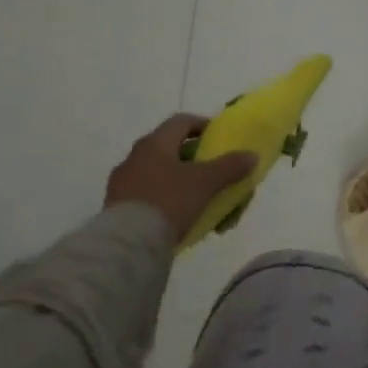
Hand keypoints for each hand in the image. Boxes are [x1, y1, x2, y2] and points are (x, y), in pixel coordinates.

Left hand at [103, 113, 255, 241]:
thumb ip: (230, 166)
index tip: (218, 138)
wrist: (127, 246)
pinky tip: (178, 218)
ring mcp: (122, 184)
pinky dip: (165, 201)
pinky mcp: (116, 208)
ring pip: (158, 175)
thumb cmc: (169, 201)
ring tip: (198, 200)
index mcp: (155, 143)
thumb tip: (251, 155)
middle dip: (193, 159)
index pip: (181, 122)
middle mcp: (134, 157)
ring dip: (179, 182)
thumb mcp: (206, 182)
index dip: (203, 125)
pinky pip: (147, 196)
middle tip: (211, 171)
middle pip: (169, 149)